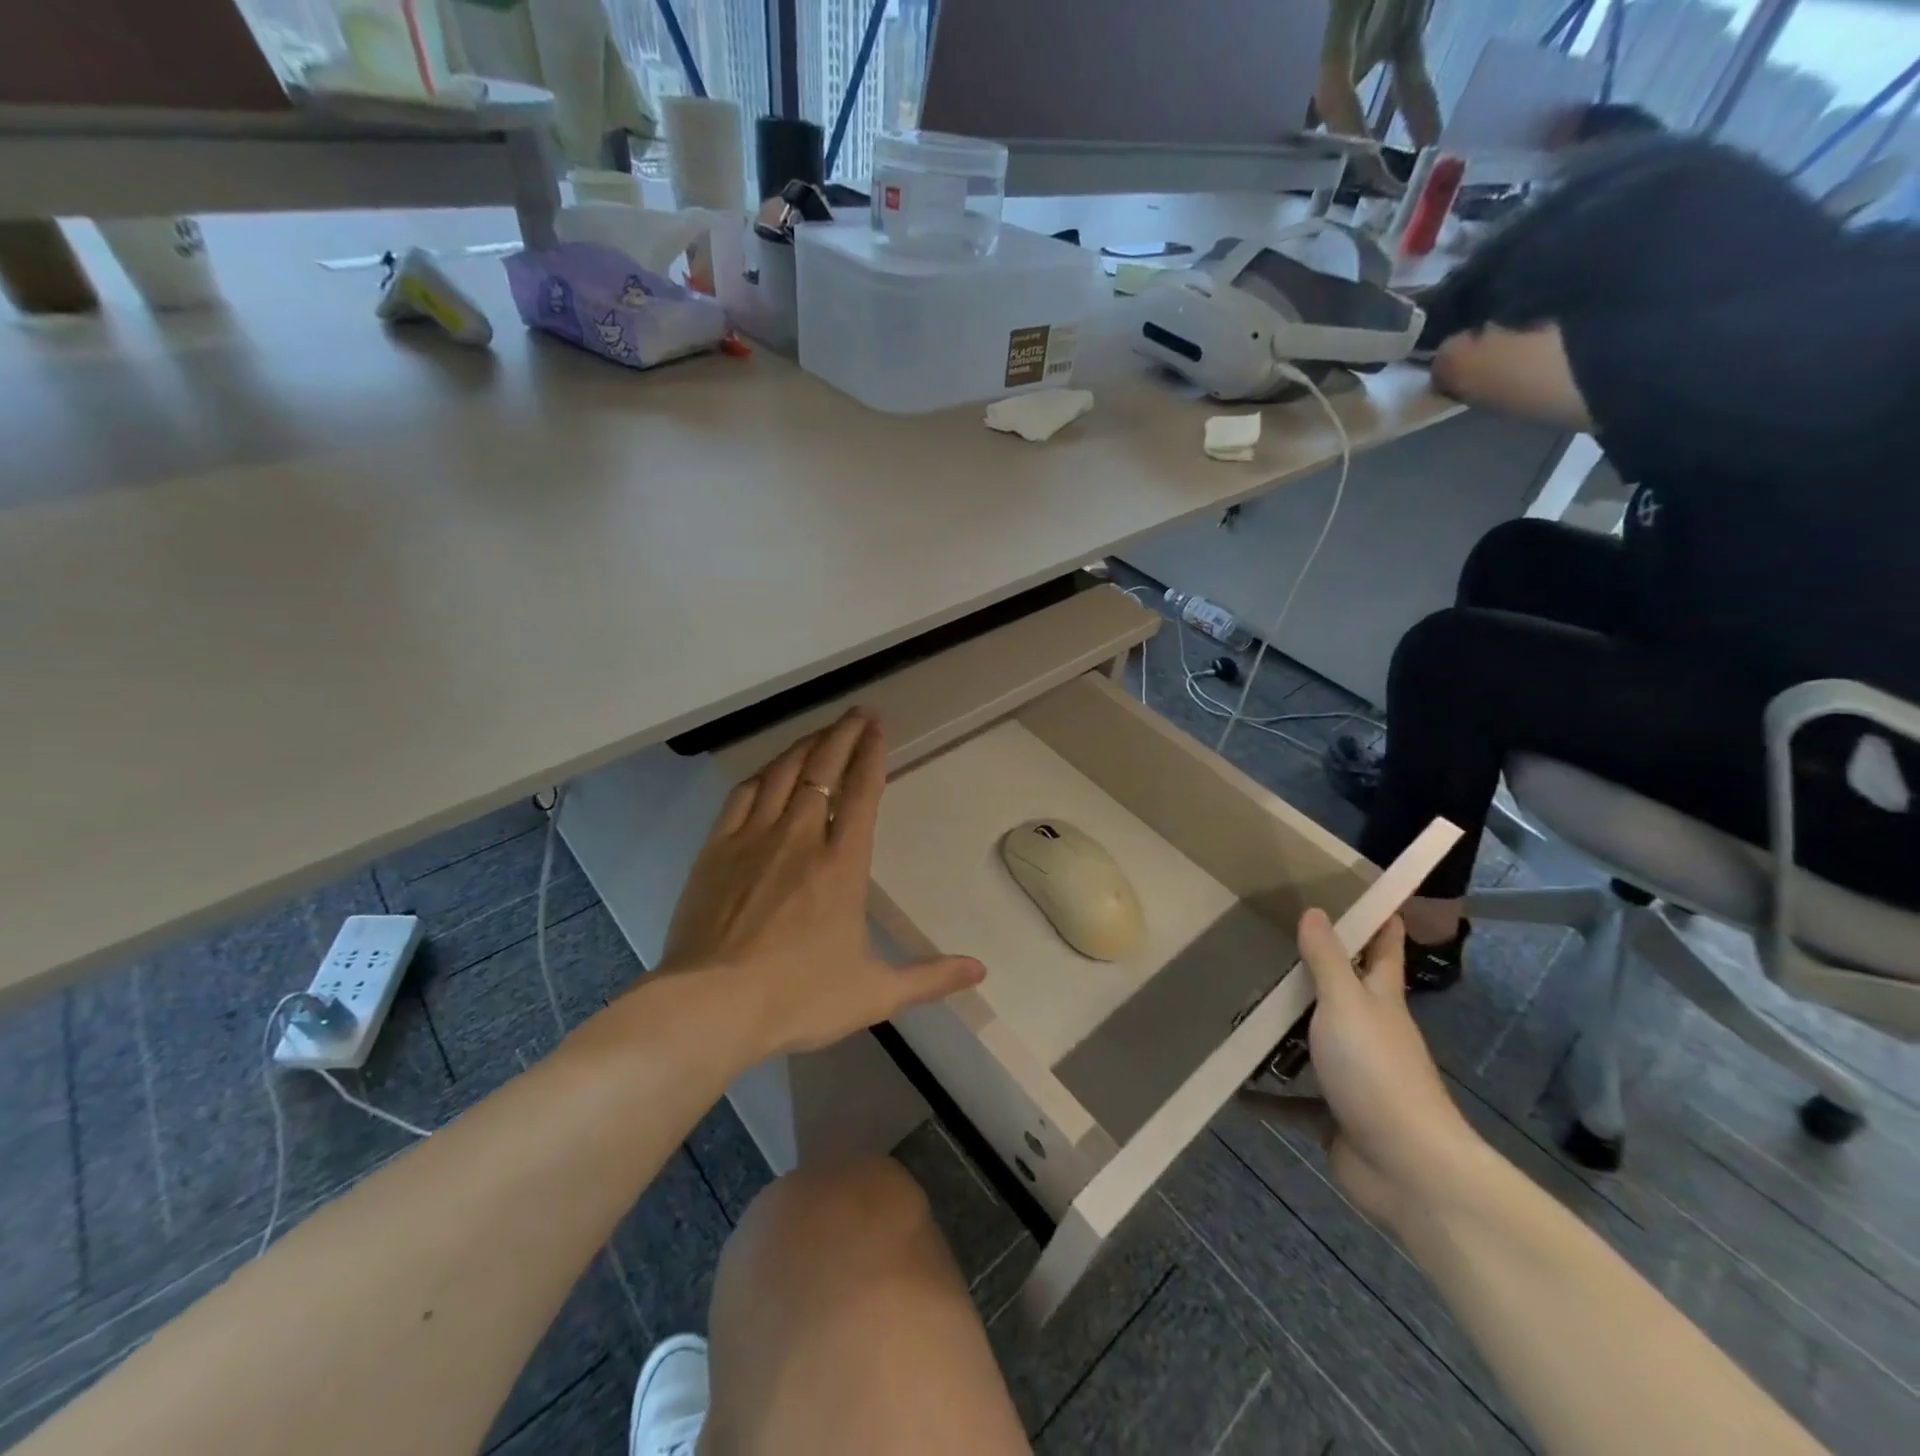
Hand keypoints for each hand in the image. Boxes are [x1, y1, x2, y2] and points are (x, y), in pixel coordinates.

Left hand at [660, 709, 984, 1057]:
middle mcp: (800, 837)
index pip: (862, 792)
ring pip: (782, 774)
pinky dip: (761, 775)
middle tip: (857, 713)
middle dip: (843, 735)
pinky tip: (768, 771)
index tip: (878, 727)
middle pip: (823, 769)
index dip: (872, 754)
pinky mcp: (716, 850)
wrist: (711, 1006)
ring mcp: (753, 839)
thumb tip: (980, 970)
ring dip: (805, 747)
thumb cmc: (798, 997)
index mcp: (842, 864)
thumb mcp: (874, 993)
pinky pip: (742, 796)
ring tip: (820, 732)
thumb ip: (929, 977)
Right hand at [1269, 910, 1487, 1232]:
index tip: (1363, 895)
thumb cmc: (1377, 1071)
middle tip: (1267, 948)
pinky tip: (1234, 1088)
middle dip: (1312, 975)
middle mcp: (1370, 1034)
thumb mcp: (1346, 1004)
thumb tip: (1315, 911)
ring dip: (1282, 1036)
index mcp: (1380, 1002)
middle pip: (1341, 996)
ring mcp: (1354, 1078)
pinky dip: (1267, 1096)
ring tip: (1238, 1012)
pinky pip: (1294, 1101)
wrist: (1407, 1169)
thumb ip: (1327, 960)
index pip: (1384, 951)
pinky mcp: (1336, 1117)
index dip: (1380, 923)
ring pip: (1313, 1046)